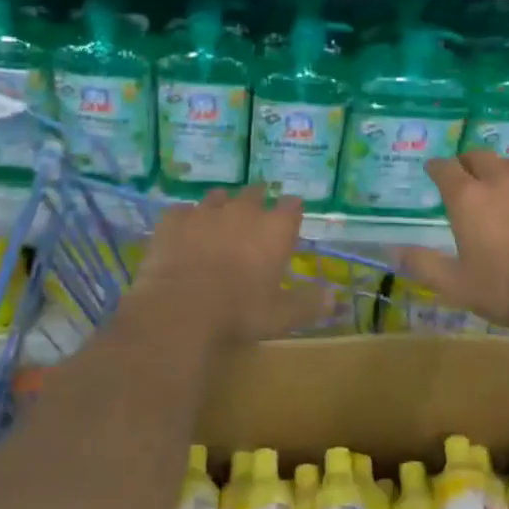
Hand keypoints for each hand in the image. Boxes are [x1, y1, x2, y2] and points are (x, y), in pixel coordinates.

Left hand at [126, 186, 324, 347]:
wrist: (180, 309)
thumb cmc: (239, 312)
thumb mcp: (281, 316)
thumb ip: (308, 303)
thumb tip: (334, 297)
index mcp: (274, 229)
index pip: (291, 206)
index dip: (291, 211)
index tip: (290, 218)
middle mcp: (243, 210)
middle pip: (255, 192)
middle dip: (257, 201)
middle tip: (254, 218)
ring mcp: (206, 210)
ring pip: (218, 196)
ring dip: (222, 206)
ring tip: (219, 222)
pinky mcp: (174, 219)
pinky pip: (183, 211)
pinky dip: (186, 220)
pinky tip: (183, 234)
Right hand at [396, 152, 508, 331]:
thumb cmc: (504, 288)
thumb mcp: (455, 284)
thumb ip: (423, 264)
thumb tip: (391, 251)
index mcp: (468, 199)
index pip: (446, 169)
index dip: (436, 167)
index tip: (432, 168)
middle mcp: (501, 182)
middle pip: (481, 157)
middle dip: (468, 161)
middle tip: (465, 172)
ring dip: (502, 170)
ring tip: (501, 183)